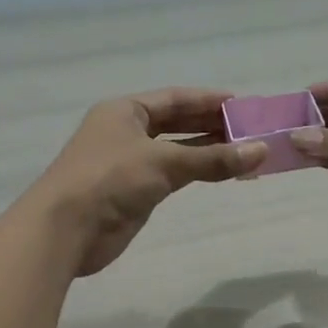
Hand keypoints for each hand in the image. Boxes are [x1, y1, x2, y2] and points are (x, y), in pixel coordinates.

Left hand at [28, 89, 264, 275]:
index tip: (243, 105)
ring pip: (175, 150)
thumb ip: (212, 158)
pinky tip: (220, 173)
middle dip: (211, 126)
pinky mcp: (132, 192)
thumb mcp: (163, 162)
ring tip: (245, 151)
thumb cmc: (110, 180)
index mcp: (125, 111)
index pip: (174, 99)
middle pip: (176, 123)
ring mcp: (128, 163)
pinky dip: (195, 172)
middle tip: (250, 129)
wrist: (65, 229)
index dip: (208, 101)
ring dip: (207, 150)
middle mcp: (125, 131)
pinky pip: (171, 175)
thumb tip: (261, 151)